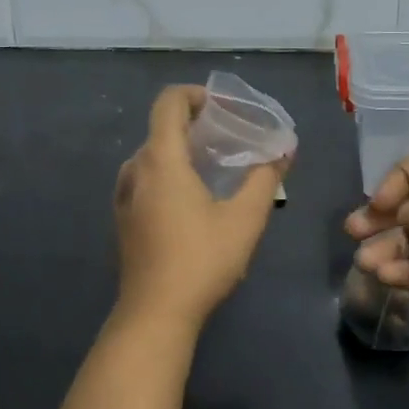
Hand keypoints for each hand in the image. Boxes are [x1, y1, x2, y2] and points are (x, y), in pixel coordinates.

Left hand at [113, 85, 286, 330]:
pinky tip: (192, 199)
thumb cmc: (201, 260)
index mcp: (160, 159)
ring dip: (182, 151)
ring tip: (215, 168)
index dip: (195, 95)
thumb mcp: (245, 219)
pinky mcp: (123, 219)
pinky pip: (146, 179)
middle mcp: (136, 169)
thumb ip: (265, 179)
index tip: (223, 108)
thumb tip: (284, 151)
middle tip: (231, 139)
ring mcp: (124, 195)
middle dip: (196, 125)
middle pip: (162, 129)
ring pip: (153, 156)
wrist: (155, 313)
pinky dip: (169, 174)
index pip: (169, 102)